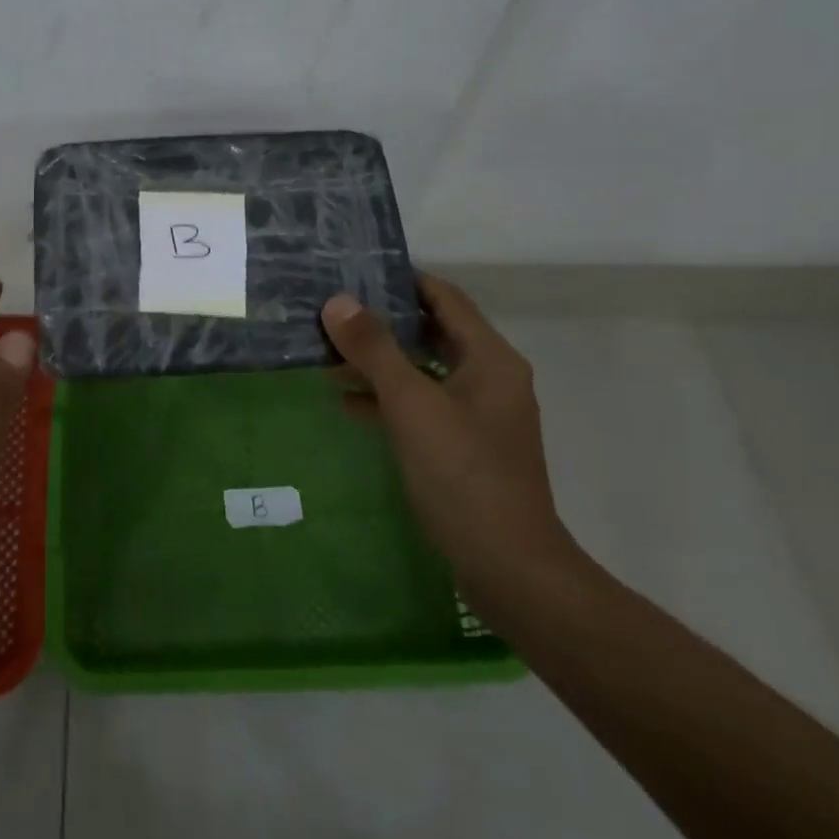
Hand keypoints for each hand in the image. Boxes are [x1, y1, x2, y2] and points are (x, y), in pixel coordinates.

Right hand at [322, 272, 577, 598]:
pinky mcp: (465, 449)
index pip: (445, 298)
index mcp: (490, 359)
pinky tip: (349, 404)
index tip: (355, 270)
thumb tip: (338, 302)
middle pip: (433, 333)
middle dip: (383, 323)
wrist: (509, 567)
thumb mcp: (412, 405)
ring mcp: (479, 416)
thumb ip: (375, 350)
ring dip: (380, 363)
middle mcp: (490, 379)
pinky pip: (423, 408)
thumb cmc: (463, 475)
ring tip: (328, 356)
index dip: (403, 280)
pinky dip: (389, 400)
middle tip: (333, 311)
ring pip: (424, 372)